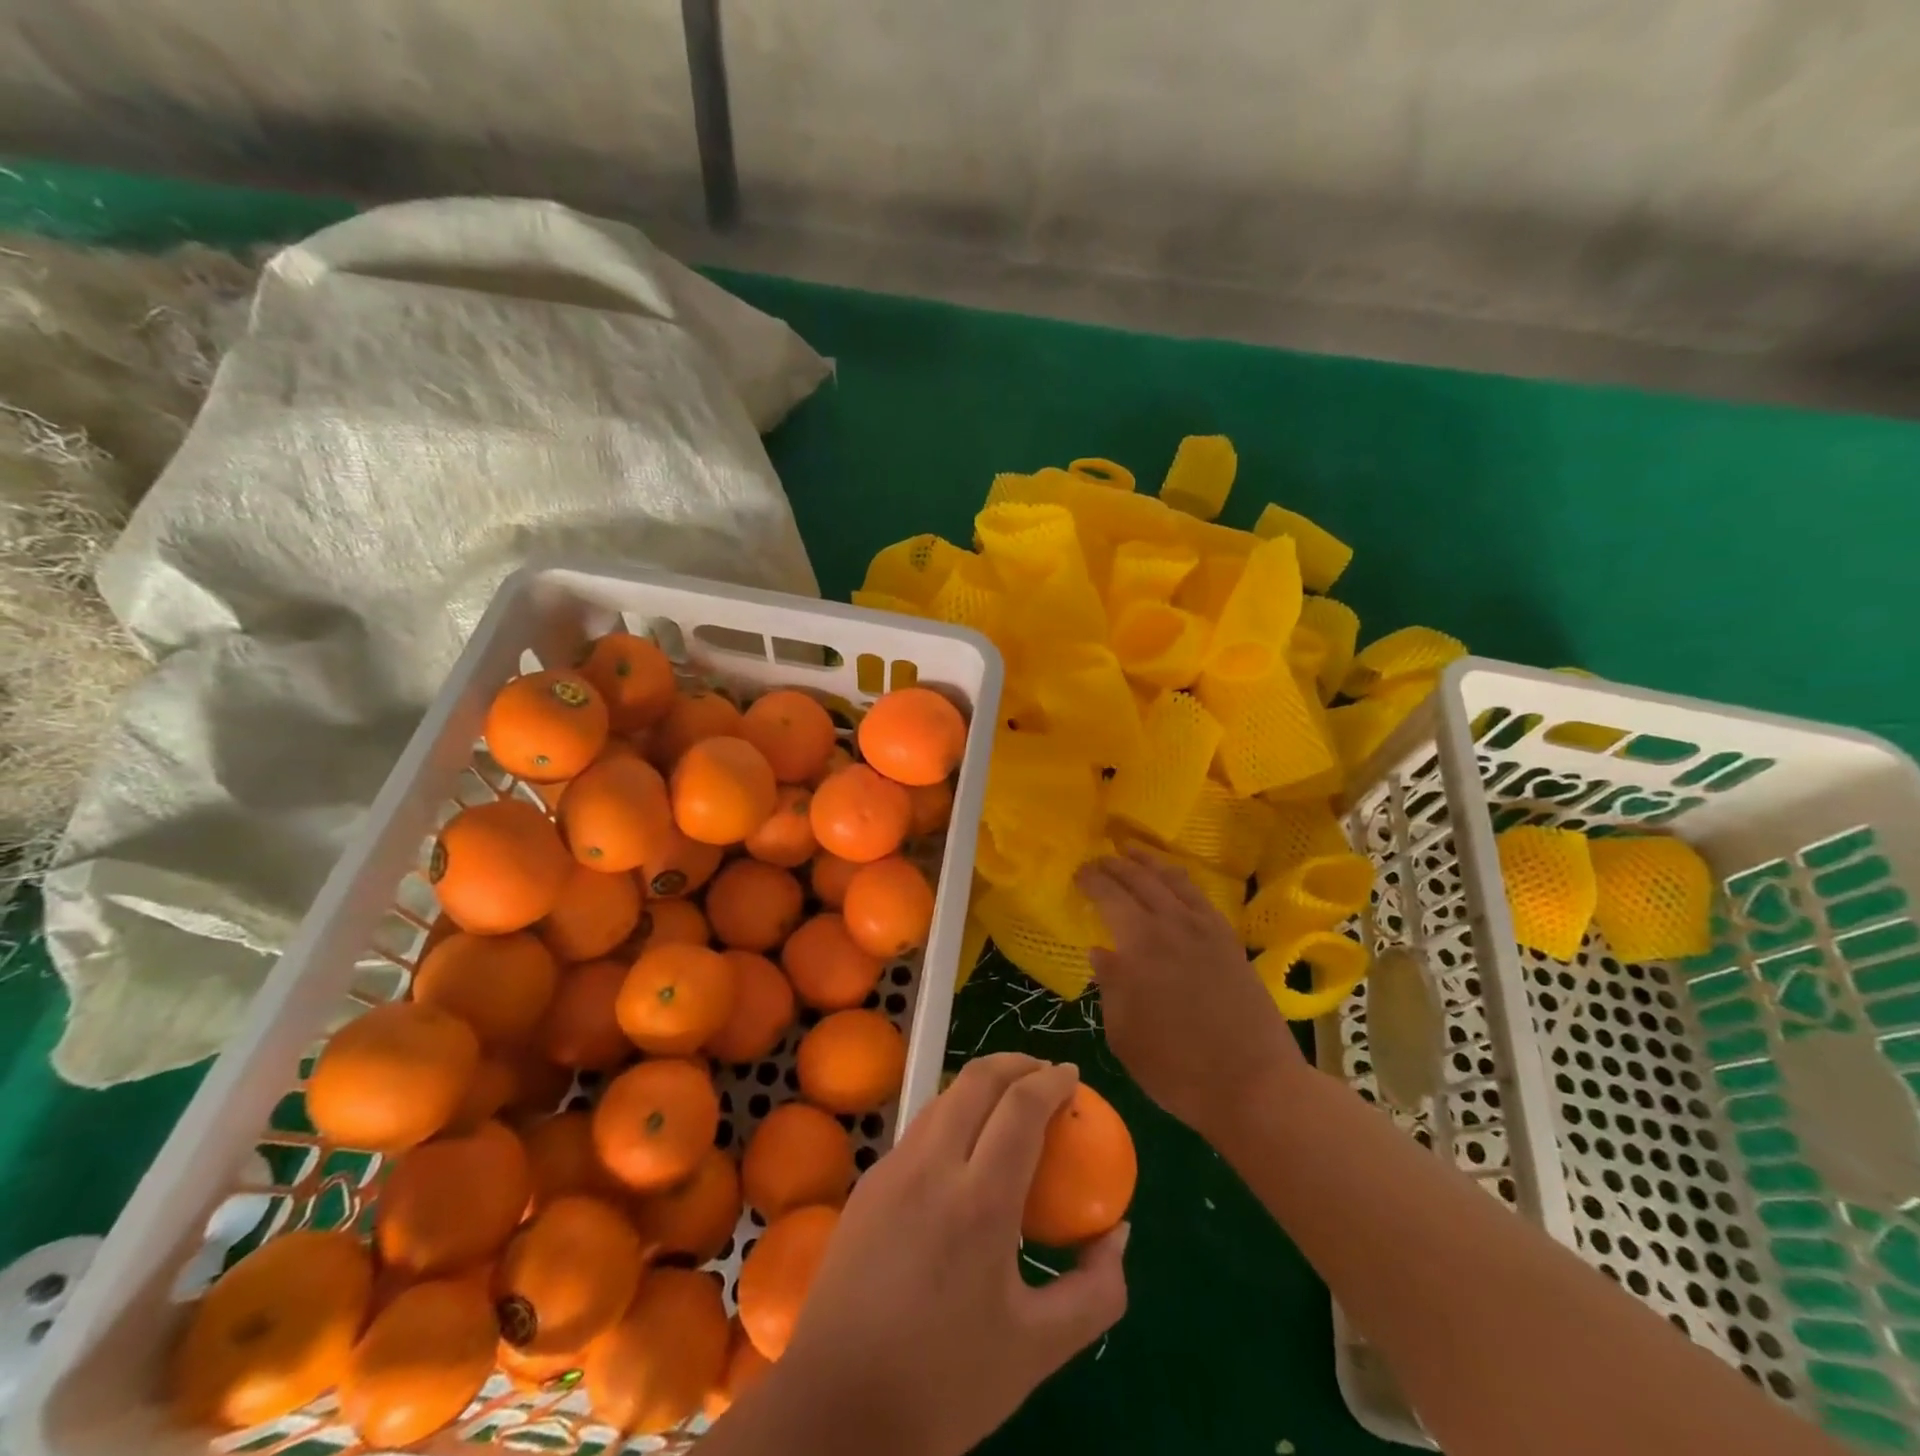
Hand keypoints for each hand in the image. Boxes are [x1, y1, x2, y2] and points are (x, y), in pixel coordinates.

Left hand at [751, 1055, 1127, 1455]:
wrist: (837, 1408)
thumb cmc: (945, 1382)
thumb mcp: (1039, 1349)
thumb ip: (1096, 1290)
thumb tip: (1118, 1233)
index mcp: (979, 1201)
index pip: (1021, 1106)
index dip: (1052, 1081)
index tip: (1073, 1076)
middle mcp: (932, 1166)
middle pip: (977, 1079)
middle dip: (1017, 1063)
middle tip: (1045, 1075)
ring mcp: (893, 1168)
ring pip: (945, 1097)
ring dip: (983, 1084)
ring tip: (1010, 1103)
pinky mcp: (869, 1181)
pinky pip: (921, 1128)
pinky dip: (954, 1114)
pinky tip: (966, 1150)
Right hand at [1079, 845, 1306, 1139]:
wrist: (1254, 1085)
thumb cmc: (1177, 1067)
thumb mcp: (1124, 1035)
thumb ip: (1110, 987)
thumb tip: (1102, 952)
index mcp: (1141, 944)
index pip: (1110, 896)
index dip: (1092, 880)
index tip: (1078, 873)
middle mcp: (1173, 925)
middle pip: (1140, 880)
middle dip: (1115, 865)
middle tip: (1098, 859)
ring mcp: (1206, 930)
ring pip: (1173, 880)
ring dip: (1149, 862)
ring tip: (1132, 851)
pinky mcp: (1230, 942)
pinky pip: (1200, 897)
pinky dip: (1181, 880)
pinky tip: (1174, 882)